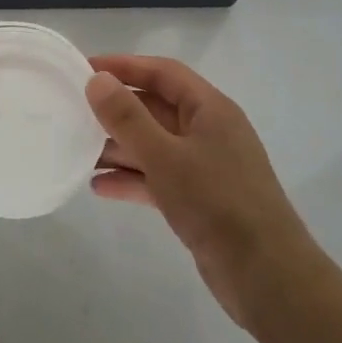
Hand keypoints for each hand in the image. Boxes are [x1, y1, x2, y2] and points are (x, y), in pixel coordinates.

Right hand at [86, 56, 313, 327]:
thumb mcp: (165, 156)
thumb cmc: (216, 203)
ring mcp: (205, 167)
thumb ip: (127, 118)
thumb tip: (97, 80)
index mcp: (210, 109)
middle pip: (156, 108)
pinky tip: (99, 187)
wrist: (266, 277)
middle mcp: (209, 131)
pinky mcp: (199, 200)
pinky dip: (131, 179)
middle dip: (116, 110)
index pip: (163, 73)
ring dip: (119, 147)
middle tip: (74, 111)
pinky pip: (158, 178)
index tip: (84, 68)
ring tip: (78, 151)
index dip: (124, 66)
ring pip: (154, 145)